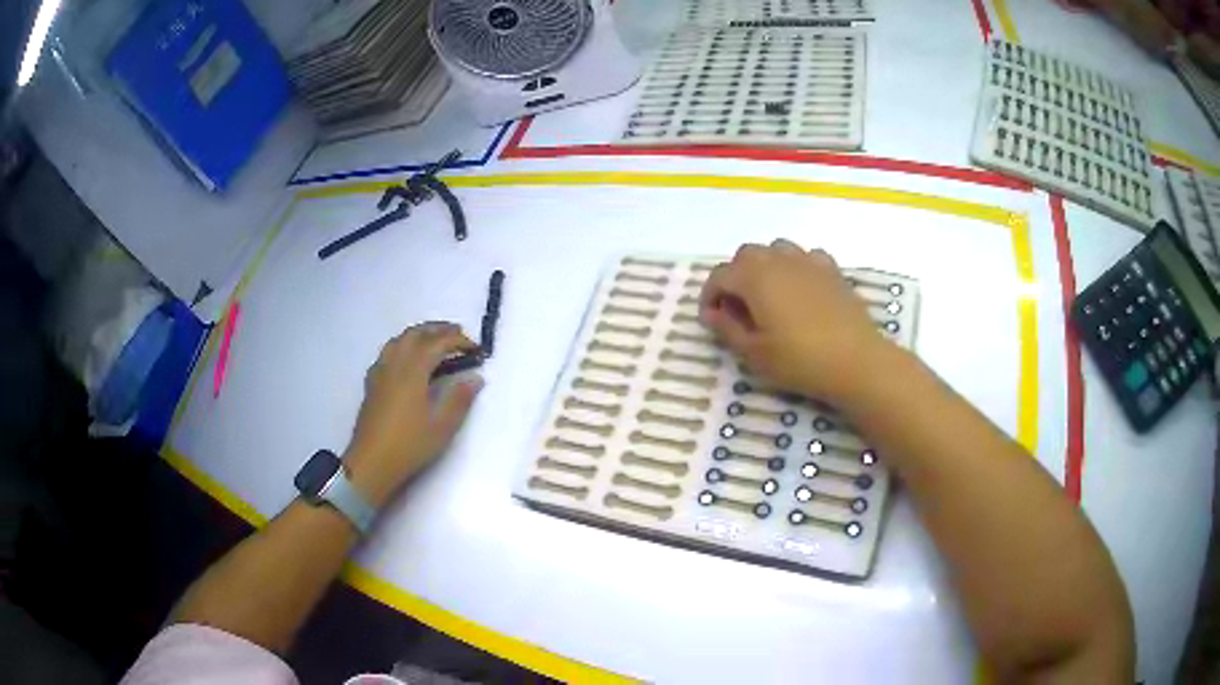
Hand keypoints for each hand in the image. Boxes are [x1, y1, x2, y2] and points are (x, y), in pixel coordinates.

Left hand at [344, 322, 482, 506]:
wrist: (371, 463)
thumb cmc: (409, 445)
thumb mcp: (442, 426)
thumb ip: (460, 399)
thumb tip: (476, 378)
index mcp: (413, 371)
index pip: (438, 343)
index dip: (458, 341)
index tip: (476, 349)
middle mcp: (395, 364)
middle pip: (416, 334)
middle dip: (438, 329)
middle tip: (458, 335)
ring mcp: (380, 373)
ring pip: (399, 340)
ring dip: (419, 334)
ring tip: (435, 342)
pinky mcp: (372, 384)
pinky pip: (388, 353)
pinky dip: (403, 347)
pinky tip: (407, 362)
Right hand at [700, 240, 895, 402]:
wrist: (856, 361)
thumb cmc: (800, 360)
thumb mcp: (754, 354)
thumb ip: (728, 329)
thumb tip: (712, 313)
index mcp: (754, 277)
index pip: (719, 275)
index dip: (709, 296)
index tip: (712, 320)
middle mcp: (778, 260)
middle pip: (746, 255)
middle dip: (735, 277)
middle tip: (738, 309)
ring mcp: (808, 261)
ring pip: (776, 250)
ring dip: (765, 267)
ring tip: (769, 297)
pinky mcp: (832, 270)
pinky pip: (805, 257)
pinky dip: (796, 268)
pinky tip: (801, 291)